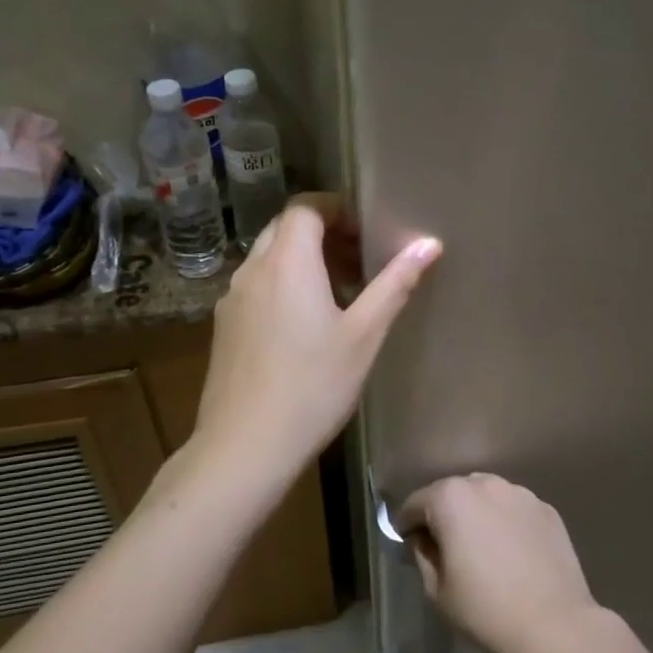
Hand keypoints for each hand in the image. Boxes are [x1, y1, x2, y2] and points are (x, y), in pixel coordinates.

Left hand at [193, 197, 440, 486]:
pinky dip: (282, 286)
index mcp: (287, 263)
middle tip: (359, 260)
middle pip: (285, 229)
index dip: (336, 209)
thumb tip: (429, 243)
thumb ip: (395, 284)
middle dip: (322, 234)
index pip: (305, 207)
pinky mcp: (224, 327)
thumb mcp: (364, 335)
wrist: (246, 445)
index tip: (366, 231)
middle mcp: (252, 270)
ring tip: (339, 293)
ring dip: (302, 261)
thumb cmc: (313, 386)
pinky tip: (305, 325)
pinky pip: (256, 287)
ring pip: (268, 259)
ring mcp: (232, 299)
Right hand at [394, 474, 599, 652]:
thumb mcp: (437, 590)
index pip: (416, 503)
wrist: (555, 626)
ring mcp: (520, 494)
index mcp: (451, 498)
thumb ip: (423, 554)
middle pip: (452, 493)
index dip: (407, 524)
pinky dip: (505, 522)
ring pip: (486, 497)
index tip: (407, 543)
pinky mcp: (546, 509)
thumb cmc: (486, 610)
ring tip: (481, 546)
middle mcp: (485, 484)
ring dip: (476, 514)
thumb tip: (424, 539)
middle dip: (443, 514)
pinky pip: (514, 509)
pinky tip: (511, 552)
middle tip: (444, 546)